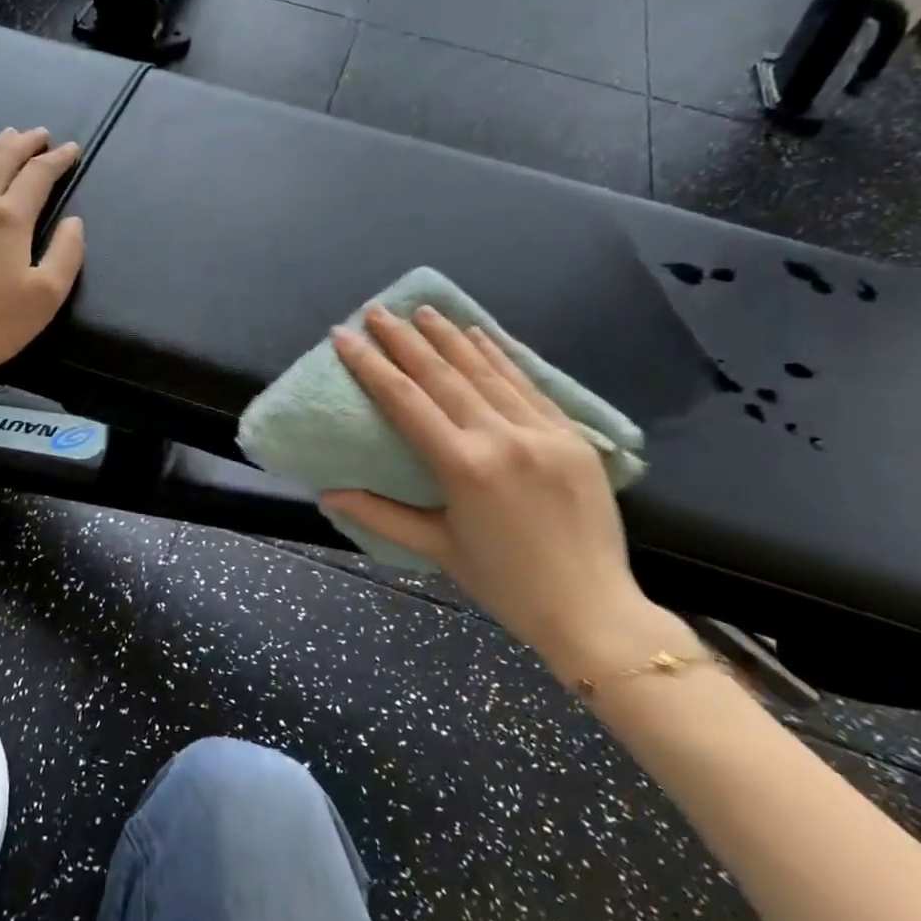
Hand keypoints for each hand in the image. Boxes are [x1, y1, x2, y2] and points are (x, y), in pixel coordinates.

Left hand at [0, 128, 85, 398]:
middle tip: (39, 134)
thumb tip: (74, 221)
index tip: (70, 150)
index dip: (58, 159)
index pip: (38, 175)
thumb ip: (67, 254)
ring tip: (7, 136)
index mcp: (9, 217)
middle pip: (2, 158)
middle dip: (25, 143)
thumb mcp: (46, 297)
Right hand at [323, 306, 680, 679]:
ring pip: (486, 372)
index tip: (344, 336)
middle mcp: (502, 438)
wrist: (593, 611)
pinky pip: (528, 385)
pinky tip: (480, 333)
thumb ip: (380, 514)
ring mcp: (542, 432)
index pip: (405, 401)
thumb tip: (327, 493)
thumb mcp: (436, 548)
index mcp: (464, 468)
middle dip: (405, 339)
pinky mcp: (572, 435)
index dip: (370, 365)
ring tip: (422, 310)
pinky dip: (501, 356)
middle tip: (377, 310)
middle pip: (443, 375)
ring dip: (450, 338)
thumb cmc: (504, 584)